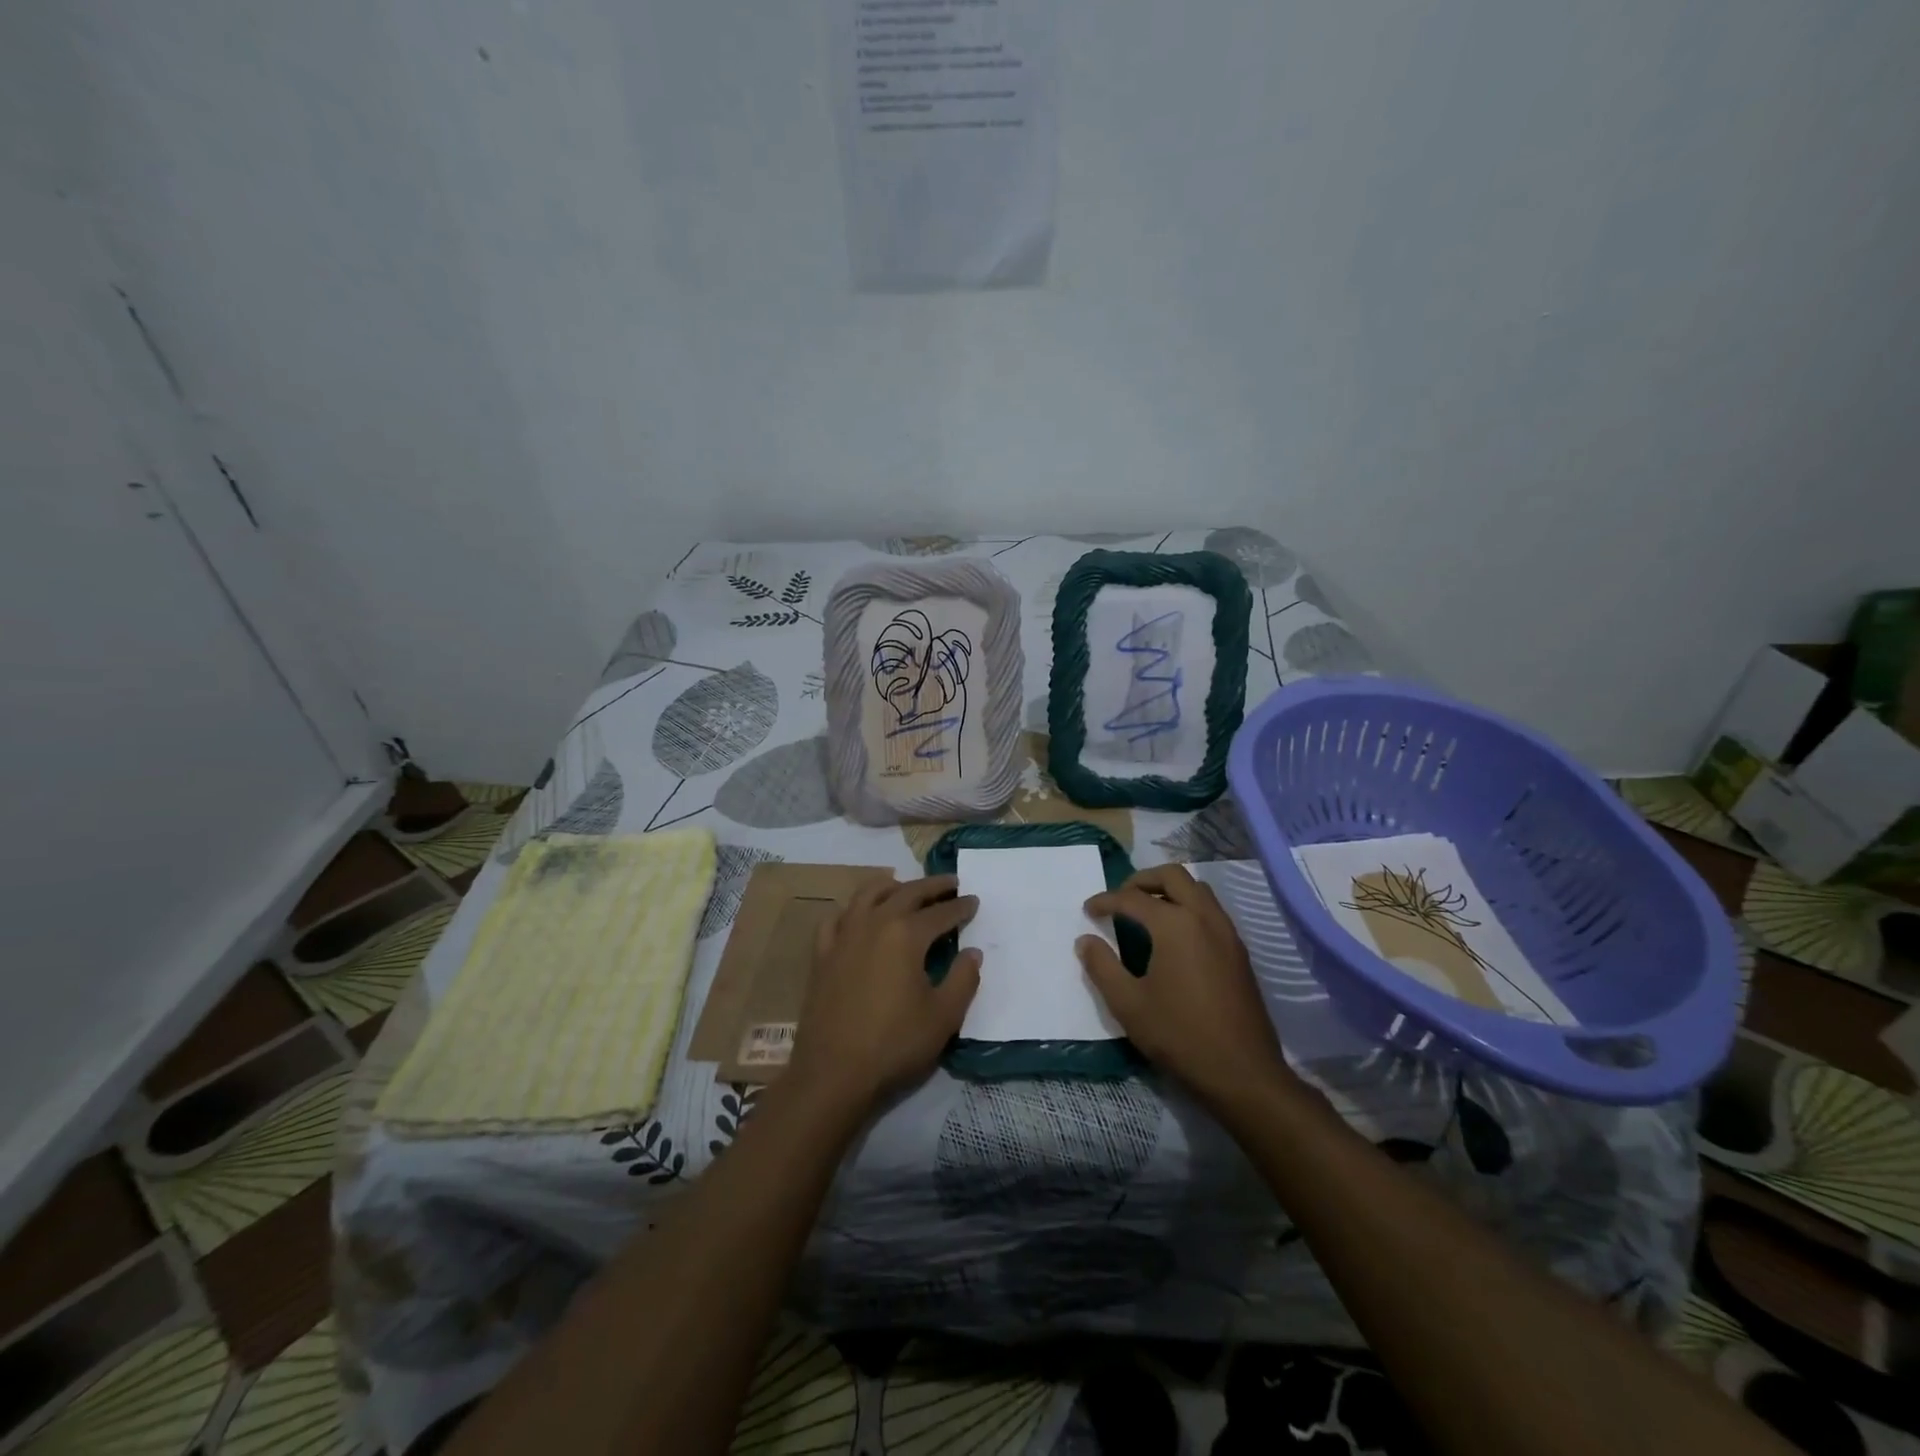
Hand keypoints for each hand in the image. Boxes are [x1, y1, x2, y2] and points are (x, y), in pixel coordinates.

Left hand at [786, 875, 980, 1113]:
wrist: (833, 1073)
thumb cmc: (894, 1044)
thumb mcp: (943, 1016)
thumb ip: (963, 979)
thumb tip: (972, 952)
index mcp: (906, 935)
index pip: (941, 912)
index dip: (961, 907)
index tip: (974, 901)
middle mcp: (874, 923)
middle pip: (907, 893)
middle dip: (932, 886)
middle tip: (950, 883)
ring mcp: (844, 936)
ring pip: (868, 894)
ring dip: (892, 886)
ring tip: (905, 887)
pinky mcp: (822, 954)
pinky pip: (837, 918)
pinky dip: (852, 909)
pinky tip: (858, 915)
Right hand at [1079, 865, 1291, 1109]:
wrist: (1243, 1073)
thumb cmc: (1180, 1036)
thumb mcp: (1128, 1004)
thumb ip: (1102, 967)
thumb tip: (1085, 941)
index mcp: (1175, 925)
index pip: (1132, 898)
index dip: (1106, 901)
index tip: (1088, 910)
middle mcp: (1204, 917)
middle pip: (1172, 876)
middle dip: (1142, 880)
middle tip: (1120, 898)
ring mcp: (1227, 932)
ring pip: (1197, 889)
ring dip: (1169, 890)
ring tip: (1146, 912)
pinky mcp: (1239, 951)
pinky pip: (1211, 910)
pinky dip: (1188, 907)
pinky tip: (1174, 936)